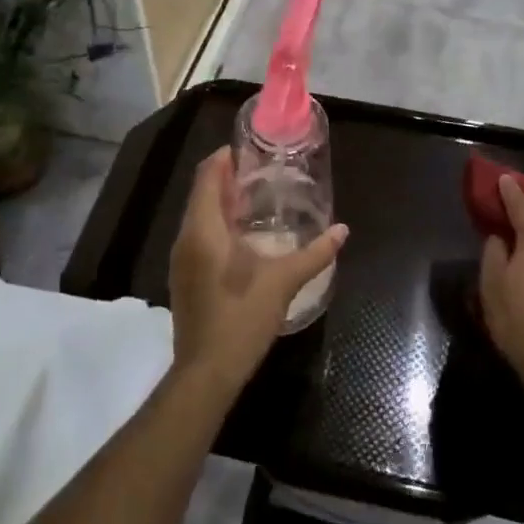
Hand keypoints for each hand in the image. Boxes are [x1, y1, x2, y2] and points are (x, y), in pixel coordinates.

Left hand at [168, 148, 347, 394]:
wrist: (206, 373)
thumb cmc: (241, 320)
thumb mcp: (282, 283)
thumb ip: (314, 254)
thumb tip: (342, 230)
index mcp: (204, 230)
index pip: (207, 177)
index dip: (224, 158)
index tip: (250, 150)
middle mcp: (186, 238)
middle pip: (202, 193)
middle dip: (227, 177)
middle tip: (262, 171)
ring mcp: (182, 260)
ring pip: (199, 215)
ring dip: (222, 201)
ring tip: (257, 198)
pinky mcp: (185, 277)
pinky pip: (199, 235)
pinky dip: (218, 223)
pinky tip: (244, 235)